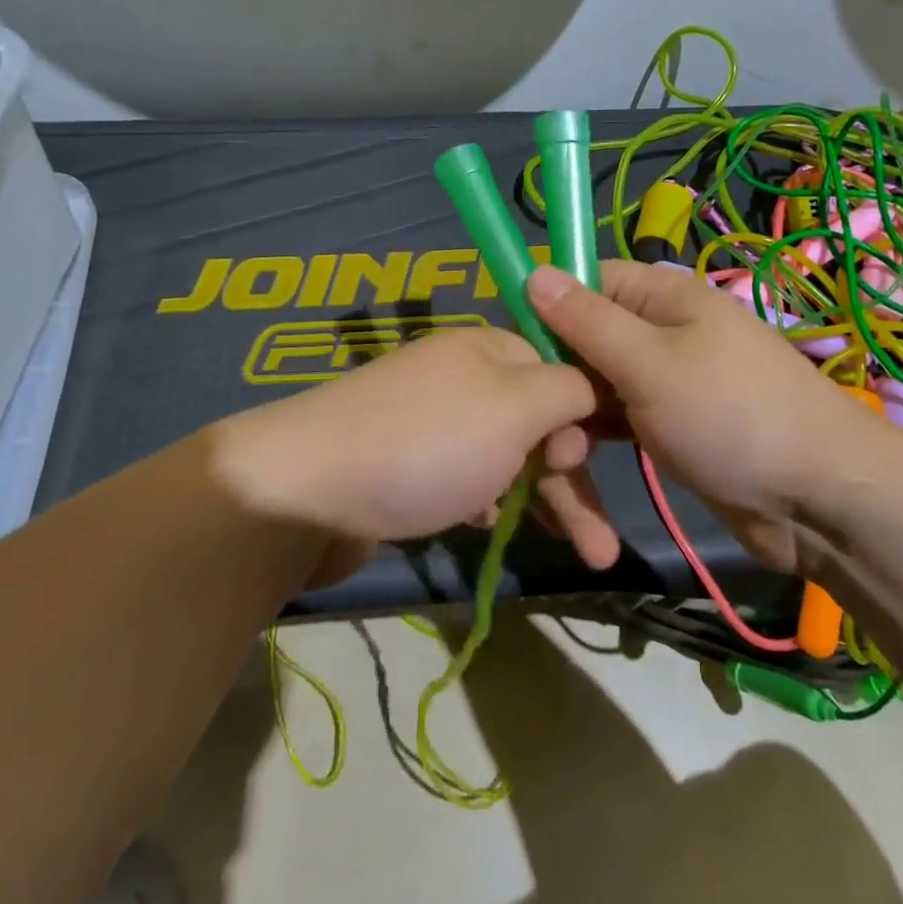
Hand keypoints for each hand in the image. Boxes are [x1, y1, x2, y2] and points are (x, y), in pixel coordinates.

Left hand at [210, 326, 619, 572]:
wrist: (305, 495)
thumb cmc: (429, 444)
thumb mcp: (515, 407)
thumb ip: (568, 390)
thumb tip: (592, 385)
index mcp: (488, 348)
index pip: (559, 369)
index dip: (585, 416)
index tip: (593, 461)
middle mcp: (461, 377)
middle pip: (537, 421)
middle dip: (573, 478)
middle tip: (597, 542)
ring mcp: (430, 422)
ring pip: (505, 456)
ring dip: (541, 500)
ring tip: (580, 554)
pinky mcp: (406, 465)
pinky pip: (465, 478)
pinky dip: (487, 502)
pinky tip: (489, 528)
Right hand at [526, 260, 889, 575]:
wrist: (821, 500)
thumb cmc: (731, 416)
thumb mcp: (650, 364)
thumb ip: (588, 320)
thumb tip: (534, 270)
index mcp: (661, 296)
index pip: (584, 281)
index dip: (545, 309)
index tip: (511, 354)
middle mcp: (661, 329)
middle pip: (585, 336)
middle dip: (557, 374)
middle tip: (535, 424)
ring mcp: (666, 379)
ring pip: (597, 382)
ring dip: (573, 413)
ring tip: (555, 458)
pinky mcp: (669, 423)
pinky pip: (618, 417)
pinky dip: (596, 435)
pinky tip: (574, 465)